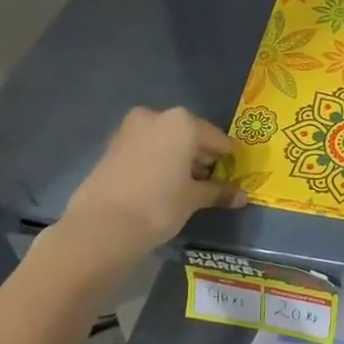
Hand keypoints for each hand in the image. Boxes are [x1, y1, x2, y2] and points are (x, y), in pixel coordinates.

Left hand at [58, 107, 245, 255]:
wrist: (102, 226)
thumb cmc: (159, 204)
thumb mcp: (194, 198)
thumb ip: (218, 192)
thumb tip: (241, 197)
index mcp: (182, 122)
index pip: (217, 139)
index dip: (227, 158)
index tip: (233, 174)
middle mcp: (156, 117)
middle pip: (189, 135)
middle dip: (200, 156)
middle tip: (210, 181)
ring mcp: (129, 130)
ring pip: (165, 141)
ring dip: (177, 159)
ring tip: (186, 186)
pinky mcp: (111, 148)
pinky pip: (146, 150)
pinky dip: (157, 162)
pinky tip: (162, 185)